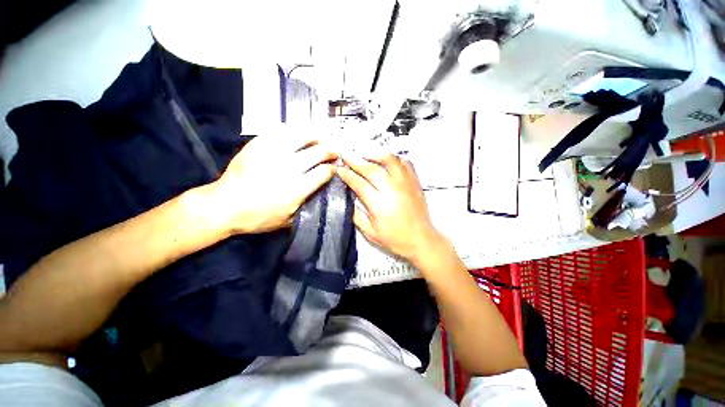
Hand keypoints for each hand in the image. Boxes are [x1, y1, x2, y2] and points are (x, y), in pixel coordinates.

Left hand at [211, 132, 335, 233]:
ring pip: (300, 137)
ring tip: (319, 138)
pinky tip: (296, 133)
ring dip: (314, 137)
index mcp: (297, 189)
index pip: (323, 172)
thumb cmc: (258, 217)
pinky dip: (292, 131)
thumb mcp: (287, 221)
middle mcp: (288, 168)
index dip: (332, 168)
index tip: (335, 168)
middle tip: (334, 151)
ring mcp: (272, 154)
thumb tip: (320, 193)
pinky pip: (279, 132)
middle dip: (330, 151)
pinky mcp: (257, 146)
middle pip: (317, 152)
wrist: (224, 206)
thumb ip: (306, 206)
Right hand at [337, 151, 443, 262]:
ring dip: (375, 154)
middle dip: (355, 160)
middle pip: (371, 169)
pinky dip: (394, 158)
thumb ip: (357, 216)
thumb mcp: (371, 233)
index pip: (359, 183)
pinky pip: (405, 163)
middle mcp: (392, 190)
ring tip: (365, 153)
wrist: (421, 240)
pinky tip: (387, 160)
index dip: (347, 174)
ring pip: (390, 160)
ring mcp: (405, 184)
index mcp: (379, 205)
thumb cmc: (396, 239)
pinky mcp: (415, 182)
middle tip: (346, 155)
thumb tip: (348, 200)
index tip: (339, 169)